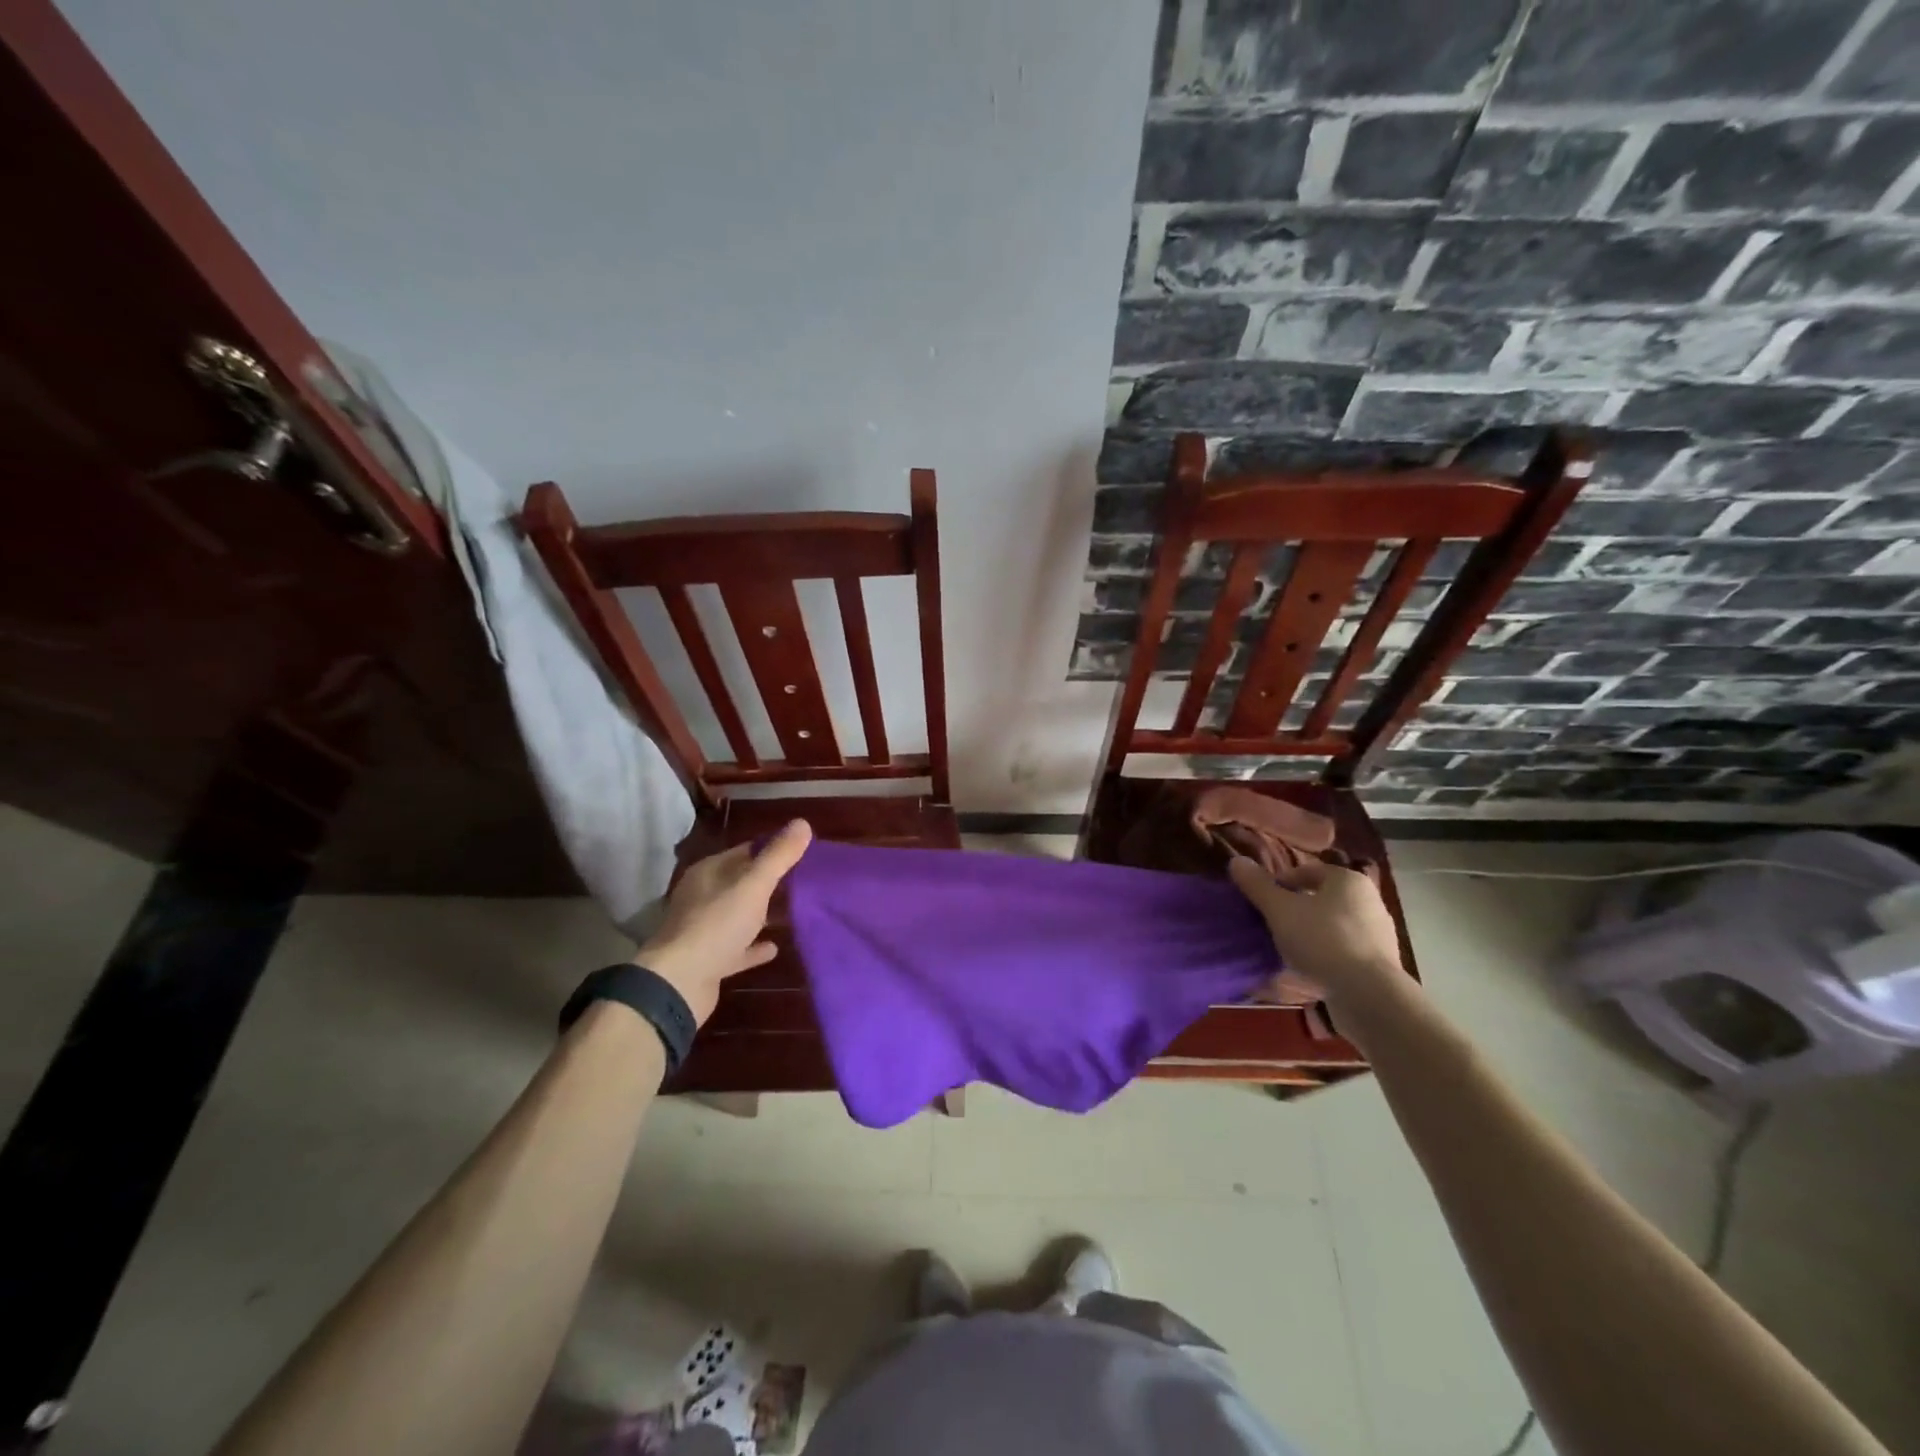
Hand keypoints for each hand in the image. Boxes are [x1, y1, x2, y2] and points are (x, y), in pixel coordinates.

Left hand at [637, 820, 812, 1025]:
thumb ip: (778, 856)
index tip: (802, 851)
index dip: (773, 849)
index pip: (745, 851)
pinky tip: (775, 948)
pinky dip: (755, 946)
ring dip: (764, 914)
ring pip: (740, 915)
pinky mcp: (709, 961)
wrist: (679, 984)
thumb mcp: (753, 885)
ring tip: (796, 911)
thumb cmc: (716, 925)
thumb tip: (802, 823)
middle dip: (771, 882)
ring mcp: (704, 930)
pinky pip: (738, 948)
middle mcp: (703, 897)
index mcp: (709, 872)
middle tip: (806, 881)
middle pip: (742, 883)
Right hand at [1229, 856, 1409, 1018]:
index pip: (1308, 871)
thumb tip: (1237, 861)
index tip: (1263, 901)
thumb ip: (1258, 885)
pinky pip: (1344, 950)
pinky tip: (1310, 969)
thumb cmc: (1322, 940)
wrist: (1368, 995)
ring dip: (1311, 933)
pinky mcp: (1381, 964)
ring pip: (1333, 925)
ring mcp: (1379, 934)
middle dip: (1296, 909)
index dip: (1281, 882)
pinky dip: (1326, 955)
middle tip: (1272, 924)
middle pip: (1322, 898)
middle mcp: (1369, 901)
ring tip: (1288, 949)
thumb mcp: (1280, 910)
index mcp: (1349, 880)